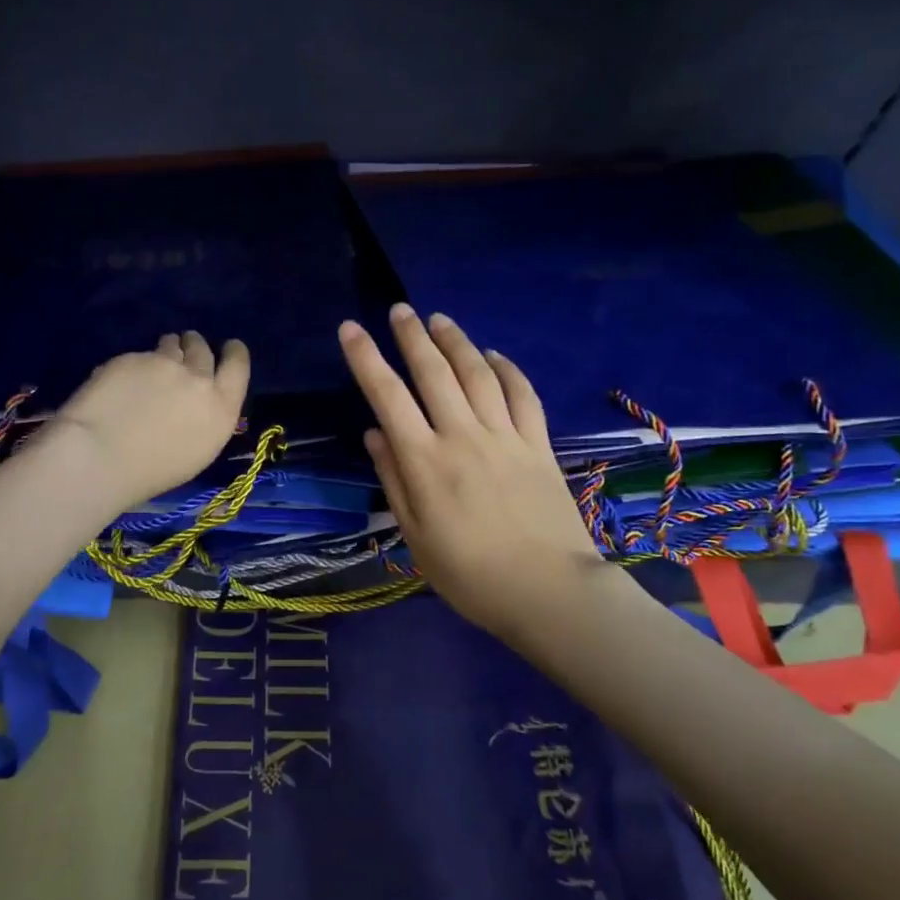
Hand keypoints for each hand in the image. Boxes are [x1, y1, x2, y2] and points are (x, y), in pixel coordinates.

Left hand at [47, 332, 250, 513]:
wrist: (100, 457)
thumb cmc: (151, 473)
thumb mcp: (198, 451)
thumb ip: (205, 418)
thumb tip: (197, 403)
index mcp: (221, 408)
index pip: (238, 365)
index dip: (234, 352)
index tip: (229, 347)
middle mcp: (198, 379)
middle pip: (203, 349)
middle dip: (195, 345)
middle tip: (185, 349)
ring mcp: (164, 364)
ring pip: (171, 344)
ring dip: (168, 348)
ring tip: (154, 363)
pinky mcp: (132, 357)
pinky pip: (139, 355)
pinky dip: (135, 364)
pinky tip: (121, 383)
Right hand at [339, 305, 606, 637]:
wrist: (548, 591)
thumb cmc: (470, 574)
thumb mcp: (415, 536)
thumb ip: (394, 479)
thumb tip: (374, 433)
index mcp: (424, 461)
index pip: (387, 396)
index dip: (366, 358)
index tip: (350, 328)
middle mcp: (462, 436)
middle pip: (434, 372)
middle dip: (413, 336)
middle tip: (400, 309)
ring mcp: (504, 436)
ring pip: (477, 374)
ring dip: (456, 341)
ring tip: (440, 319)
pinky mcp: (538, 444)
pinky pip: (522, 394)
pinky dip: (507, 369)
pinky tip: (494, 355)